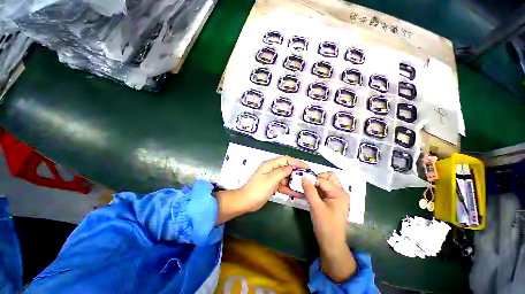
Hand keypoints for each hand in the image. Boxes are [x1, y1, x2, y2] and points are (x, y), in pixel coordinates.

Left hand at [215, 156, 307, 224]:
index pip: (286, 159)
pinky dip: (289, 189)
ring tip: (304, 187)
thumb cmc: (258, 189)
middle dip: (297, 172)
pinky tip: (298, 194)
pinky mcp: (272, 185)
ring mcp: (272, 178)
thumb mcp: (271, 179)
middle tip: (307, 178)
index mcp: (270, 165)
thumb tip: (291, 167)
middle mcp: (272, 170)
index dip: (297, 162)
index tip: (307, 167)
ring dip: (294, 182)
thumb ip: (282, 172)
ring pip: (286, 177)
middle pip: (287, 168)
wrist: (246, 201)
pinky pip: (283, 185)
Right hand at [302, 172, 356, 282]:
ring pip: (328, 182)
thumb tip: (303, 177)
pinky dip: (319, 189)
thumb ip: (309, 190)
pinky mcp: (334, 200)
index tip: (302, 183)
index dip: (312, 180)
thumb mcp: (315, 206)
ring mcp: (339, 196)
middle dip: (318, 178)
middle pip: (330, 177)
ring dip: (318, 183)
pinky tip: (312, 193)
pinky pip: (326, 189)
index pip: (323, 180)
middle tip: (308, 185)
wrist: (331, 243)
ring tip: (309, 189)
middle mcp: (341, 192)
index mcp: (339, 193)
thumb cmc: (325, 225)